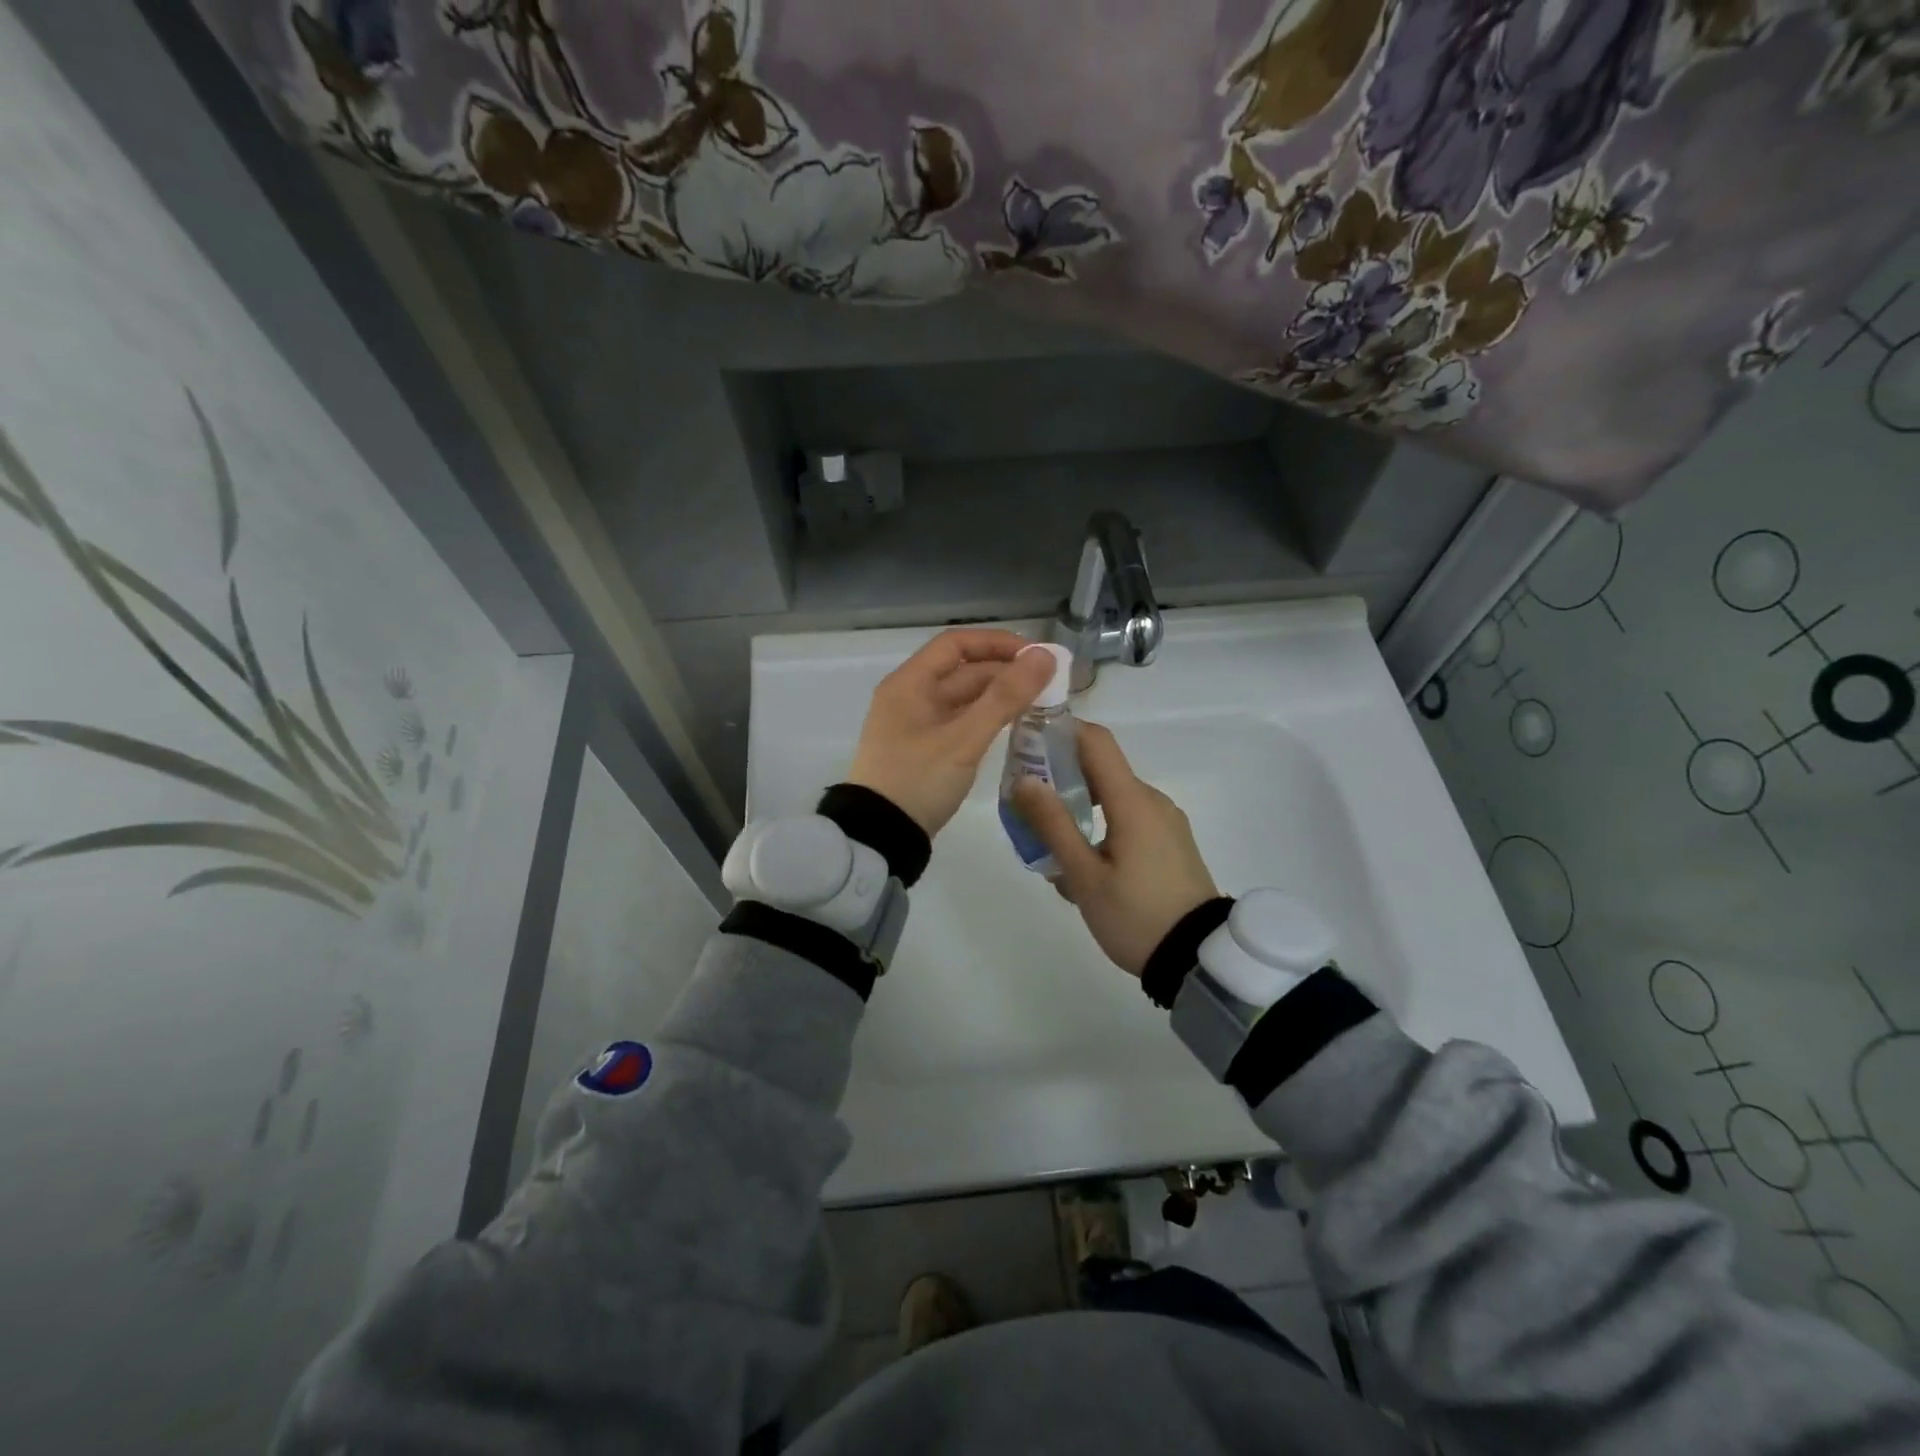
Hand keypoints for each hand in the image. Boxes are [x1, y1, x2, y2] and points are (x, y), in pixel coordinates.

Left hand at [847, 628, 1055, 836]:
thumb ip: (1005, 697)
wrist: (879, 836)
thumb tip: (1044, 656)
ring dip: (998, 697)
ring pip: (963, 698)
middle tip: (1050, 685)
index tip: (1036, 656)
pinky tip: (1013, 727)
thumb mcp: (964, 739)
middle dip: (1005, 673)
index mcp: (910, 683)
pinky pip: (960, 722)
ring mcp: (916, 725)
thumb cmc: (918, 780)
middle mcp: (910, 696)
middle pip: (962, 671)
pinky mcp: (924, 750)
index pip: (957, 644)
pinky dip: (986, 719)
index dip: (997, 643)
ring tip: (1040, 704)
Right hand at [1011, 722, 1218, 975]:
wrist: (1197, 959)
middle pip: (1101, 770)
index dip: (1061, 731)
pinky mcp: (1171, 842)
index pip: (1096, 741)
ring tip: (1052, 850)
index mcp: (1133, 801)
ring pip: (1113, 800)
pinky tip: (1084, 867)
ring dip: (1080, 812)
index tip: (1029, 743)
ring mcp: (1165, 822)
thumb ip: (1053, 824)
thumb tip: (1025, 779)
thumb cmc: (1136, 916)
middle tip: (1026, 807)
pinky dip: (1101, 829)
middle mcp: (1152, 801)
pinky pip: (1129, 821)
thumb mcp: (1085, 876)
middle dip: (1061, 780)